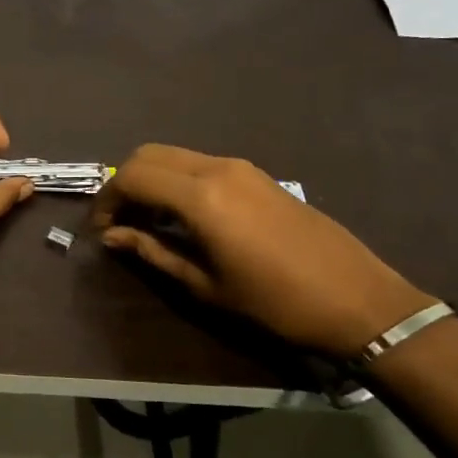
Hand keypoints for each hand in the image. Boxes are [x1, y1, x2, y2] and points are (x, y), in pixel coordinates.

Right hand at [90, 144, 434, 356]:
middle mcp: (217, 168)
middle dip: (124, 183)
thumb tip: (112, 236)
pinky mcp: (257, 175)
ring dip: (151, 180)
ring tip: (146, 221)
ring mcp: (241, 167)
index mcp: (201, 196)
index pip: (132, 176)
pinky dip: (177, 180)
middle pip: (149, 155)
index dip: (106, 200)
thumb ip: (152, 251)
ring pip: (175, 156)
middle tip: (118, 221)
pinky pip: (200, 164)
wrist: (357, 300)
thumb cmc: (274, 303)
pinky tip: (182, 217)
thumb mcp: (204, 284)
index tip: (100, 229)